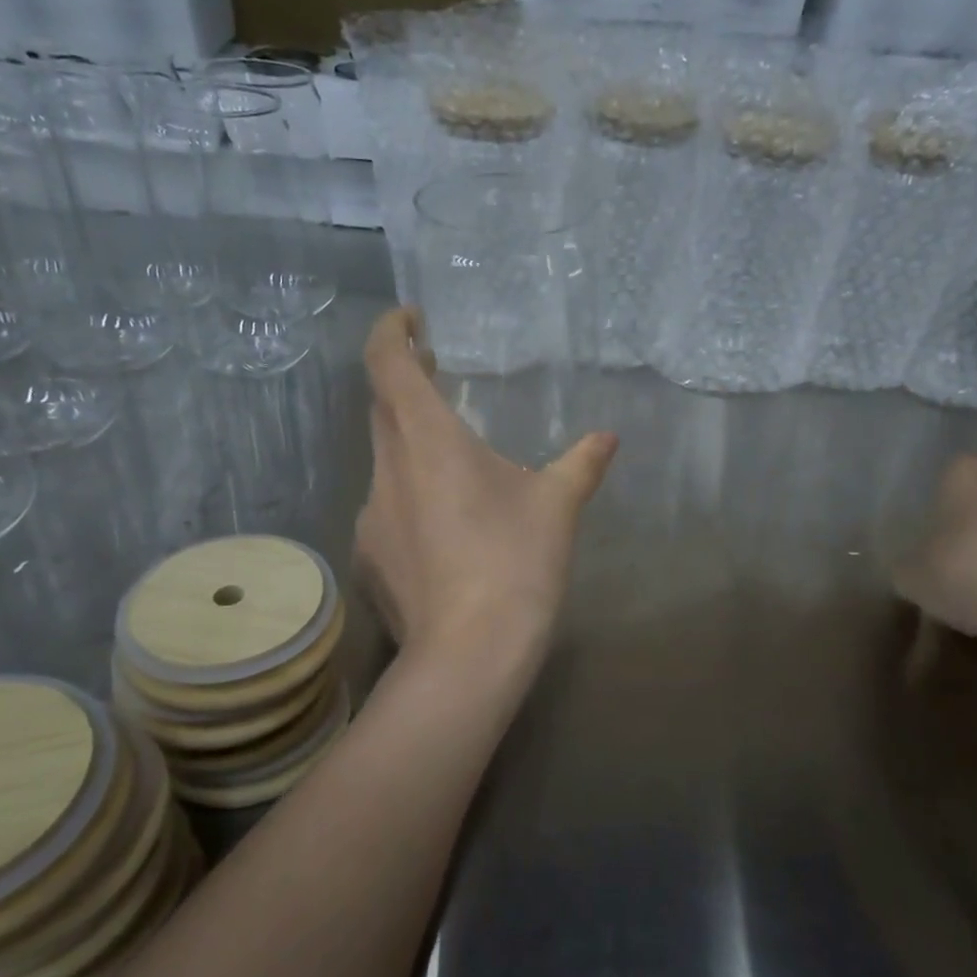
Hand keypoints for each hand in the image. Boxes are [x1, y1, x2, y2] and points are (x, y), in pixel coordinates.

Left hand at [354, 307, 617, 659]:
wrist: (469, 655)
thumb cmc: (515, 564)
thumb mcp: (557, 507)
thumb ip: (581, 463)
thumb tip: (607, 438)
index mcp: (428, 440)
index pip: (387, 362)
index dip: (392, 331)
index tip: (412, 320)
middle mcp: (387, 469)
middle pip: (383, 408)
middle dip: (406, 383)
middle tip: (440, 376)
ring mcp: (370, 516)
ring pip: (386, 462)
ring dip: (412, 448)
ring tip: (456, 468)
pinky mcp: (370, 557)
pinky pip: (387, 511)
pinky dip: (411, 500)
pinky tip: (445, 532)